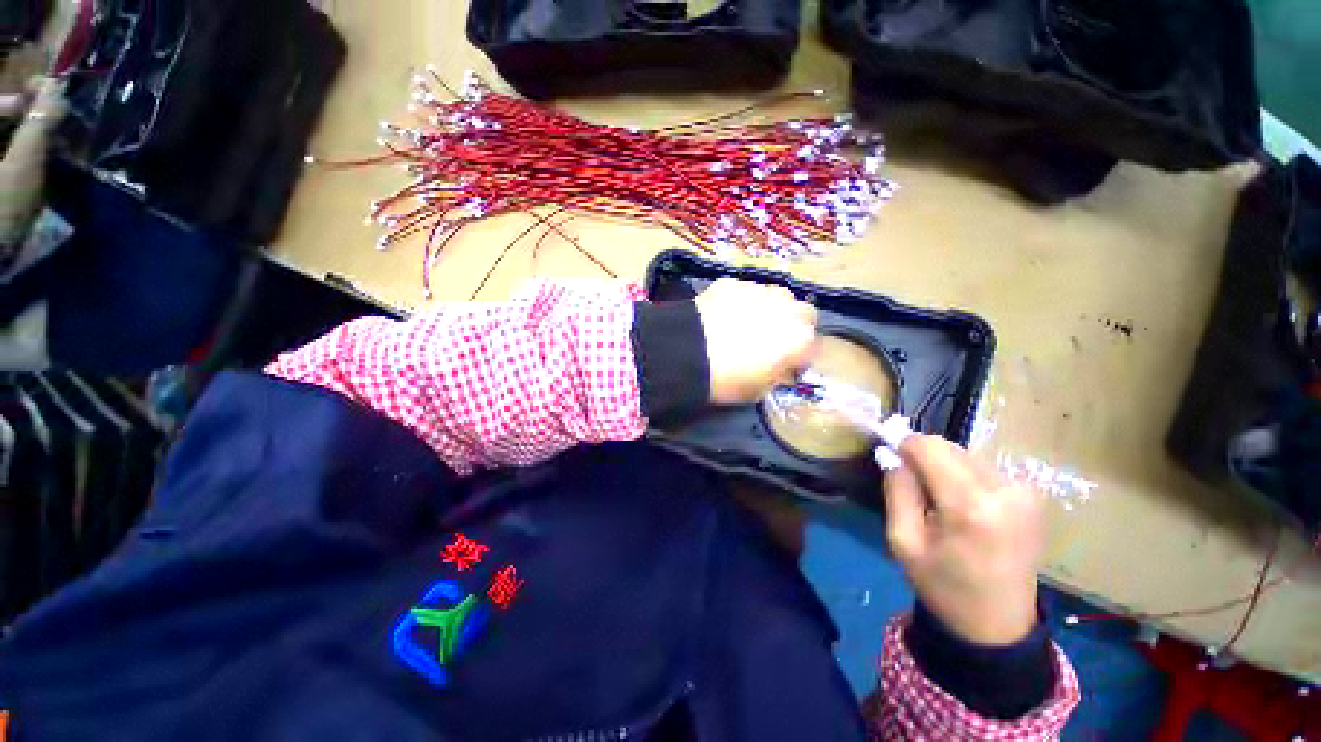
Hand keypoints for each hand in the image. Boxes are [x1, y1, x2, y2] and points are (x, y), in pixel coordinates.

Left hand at [694, 279, 816, 404]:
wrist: (687, 353)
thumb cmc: (727, 380)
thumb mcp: (758, 391)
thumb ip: (776, 376)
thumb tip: (779, 368)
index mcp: (798, 340)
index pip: (811, 346)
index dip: (799, 356)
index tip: (785, 363)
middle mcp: (786, 309)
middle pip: (803, 313)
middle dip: (793, 325)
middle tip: (773, 339)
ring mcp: (759, 291)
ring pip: (776, 296)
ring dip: (770, 309)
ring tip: (747, 322)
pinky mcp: (733, 283)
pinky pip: (745, 291)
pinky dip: (740, 302)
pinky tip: (723, 314)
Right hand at [884, 435, 1041, 645]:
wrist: (998, 625)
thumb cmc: (943, 586)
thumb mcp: (903, 541)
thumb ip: (897, 490)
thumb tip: (891, 454)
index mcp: (971, 506)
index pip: (929, 446)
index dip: (904, 447)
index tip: (893, 463)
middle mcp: (1005, 490)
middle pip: (949, 447)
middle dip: (924, 459)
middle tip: (915, 490)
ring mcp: (1024, 492)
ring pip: (966, 455)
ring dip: (945, 468)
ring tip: (941, 503)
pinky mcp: (1032, 496)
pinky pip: (983, 468)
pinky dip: (964, 477)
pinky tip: (964, 507)